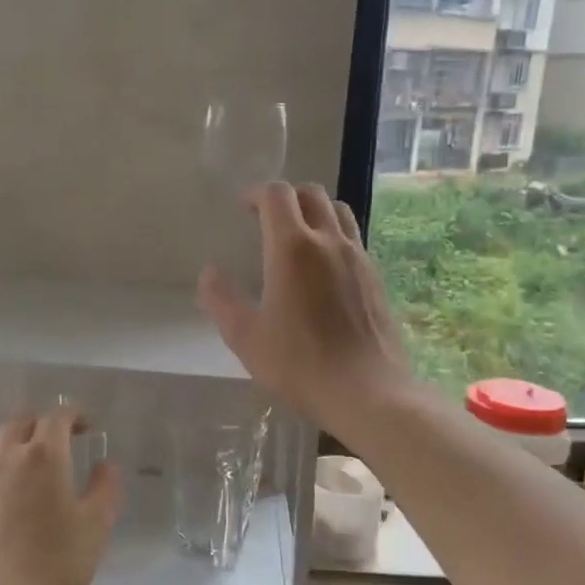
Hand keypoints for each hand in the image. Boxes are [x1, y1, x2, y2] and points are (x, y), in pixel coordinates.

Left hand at [0, 405, 122, 584]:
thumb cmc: (52, 562)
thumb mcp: (95, 527)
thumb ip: (105, 490)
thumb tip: (107, 464)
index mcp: (44, 456)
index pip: (57, 417)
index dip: (74, 415)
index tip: (87, 426)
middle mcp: (8, 458)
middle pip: (20, 422)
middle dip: (41, 422)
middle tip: (58, 438)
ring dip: (12, 440)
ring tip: (26, 457)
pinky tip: (4, 495)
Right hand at [197, 182, 411, 432]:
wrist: (367, 392)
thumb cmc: (300, 364)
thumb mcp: (246, 337)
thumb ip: (221, 300)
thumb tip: (209, 273)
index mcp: (292, 248)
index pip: (277, 195)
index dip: (256, 193)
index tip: (242, 207)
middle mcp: (329, 241)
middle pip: (311, 193)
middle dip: (285, 197)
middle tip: (266, 219)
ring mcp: (358, 257)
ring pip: (338, 210)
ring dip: (314, 210)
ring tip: (297, 235)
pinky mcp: (375, 277)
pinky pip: (353, 238)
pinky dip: (334, 235)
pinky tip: (323, 267)